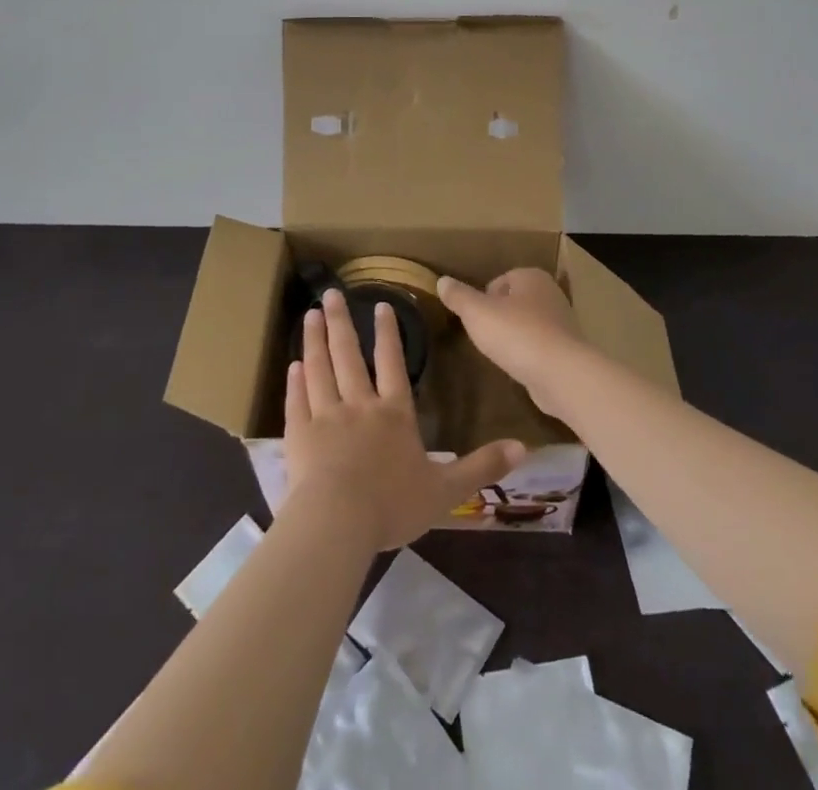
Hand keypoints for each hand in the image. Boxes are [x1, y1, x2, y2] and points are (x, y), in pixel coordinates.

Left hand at [284, 289, 524, 551]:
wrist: (338, 523)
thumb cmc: (393, 505)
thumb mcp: (446, 490)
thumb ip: (482, 466)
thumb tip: (524, 447)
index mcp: (394, 414)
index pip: (392, 363)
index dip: (388, 333)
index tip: (379, 305)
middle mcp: (359, 405)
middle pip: (349, 355)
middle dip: (340, 322)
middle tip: (329, 294)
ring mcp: (325, 417)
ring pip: (319, 369)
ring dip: (314, 340)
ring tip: (309, 315)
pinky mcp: (299, 436)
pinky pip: (297, 401)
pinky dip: (295, 382)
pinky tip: (292, 366)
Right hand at [437, 269, 590, 416]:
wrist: (561, 373)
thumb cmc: (517, 334)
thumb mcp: (477, 313)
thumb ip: (459, 297)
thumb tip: (442, 281)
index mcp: (531, 276)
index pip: (500, 280)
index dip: (484, 299)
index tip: (476, 319)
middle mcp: (550, 293)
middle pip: (515, 301)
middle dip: (500, 317)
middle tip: (485, 337)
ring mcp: (562, 322)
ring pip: (528, 323)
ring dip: (515, 336)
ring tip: (501, 354)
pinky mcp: (568, 349)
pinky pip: (540, 345)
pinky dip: (529, 354)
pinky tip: (520, 367)